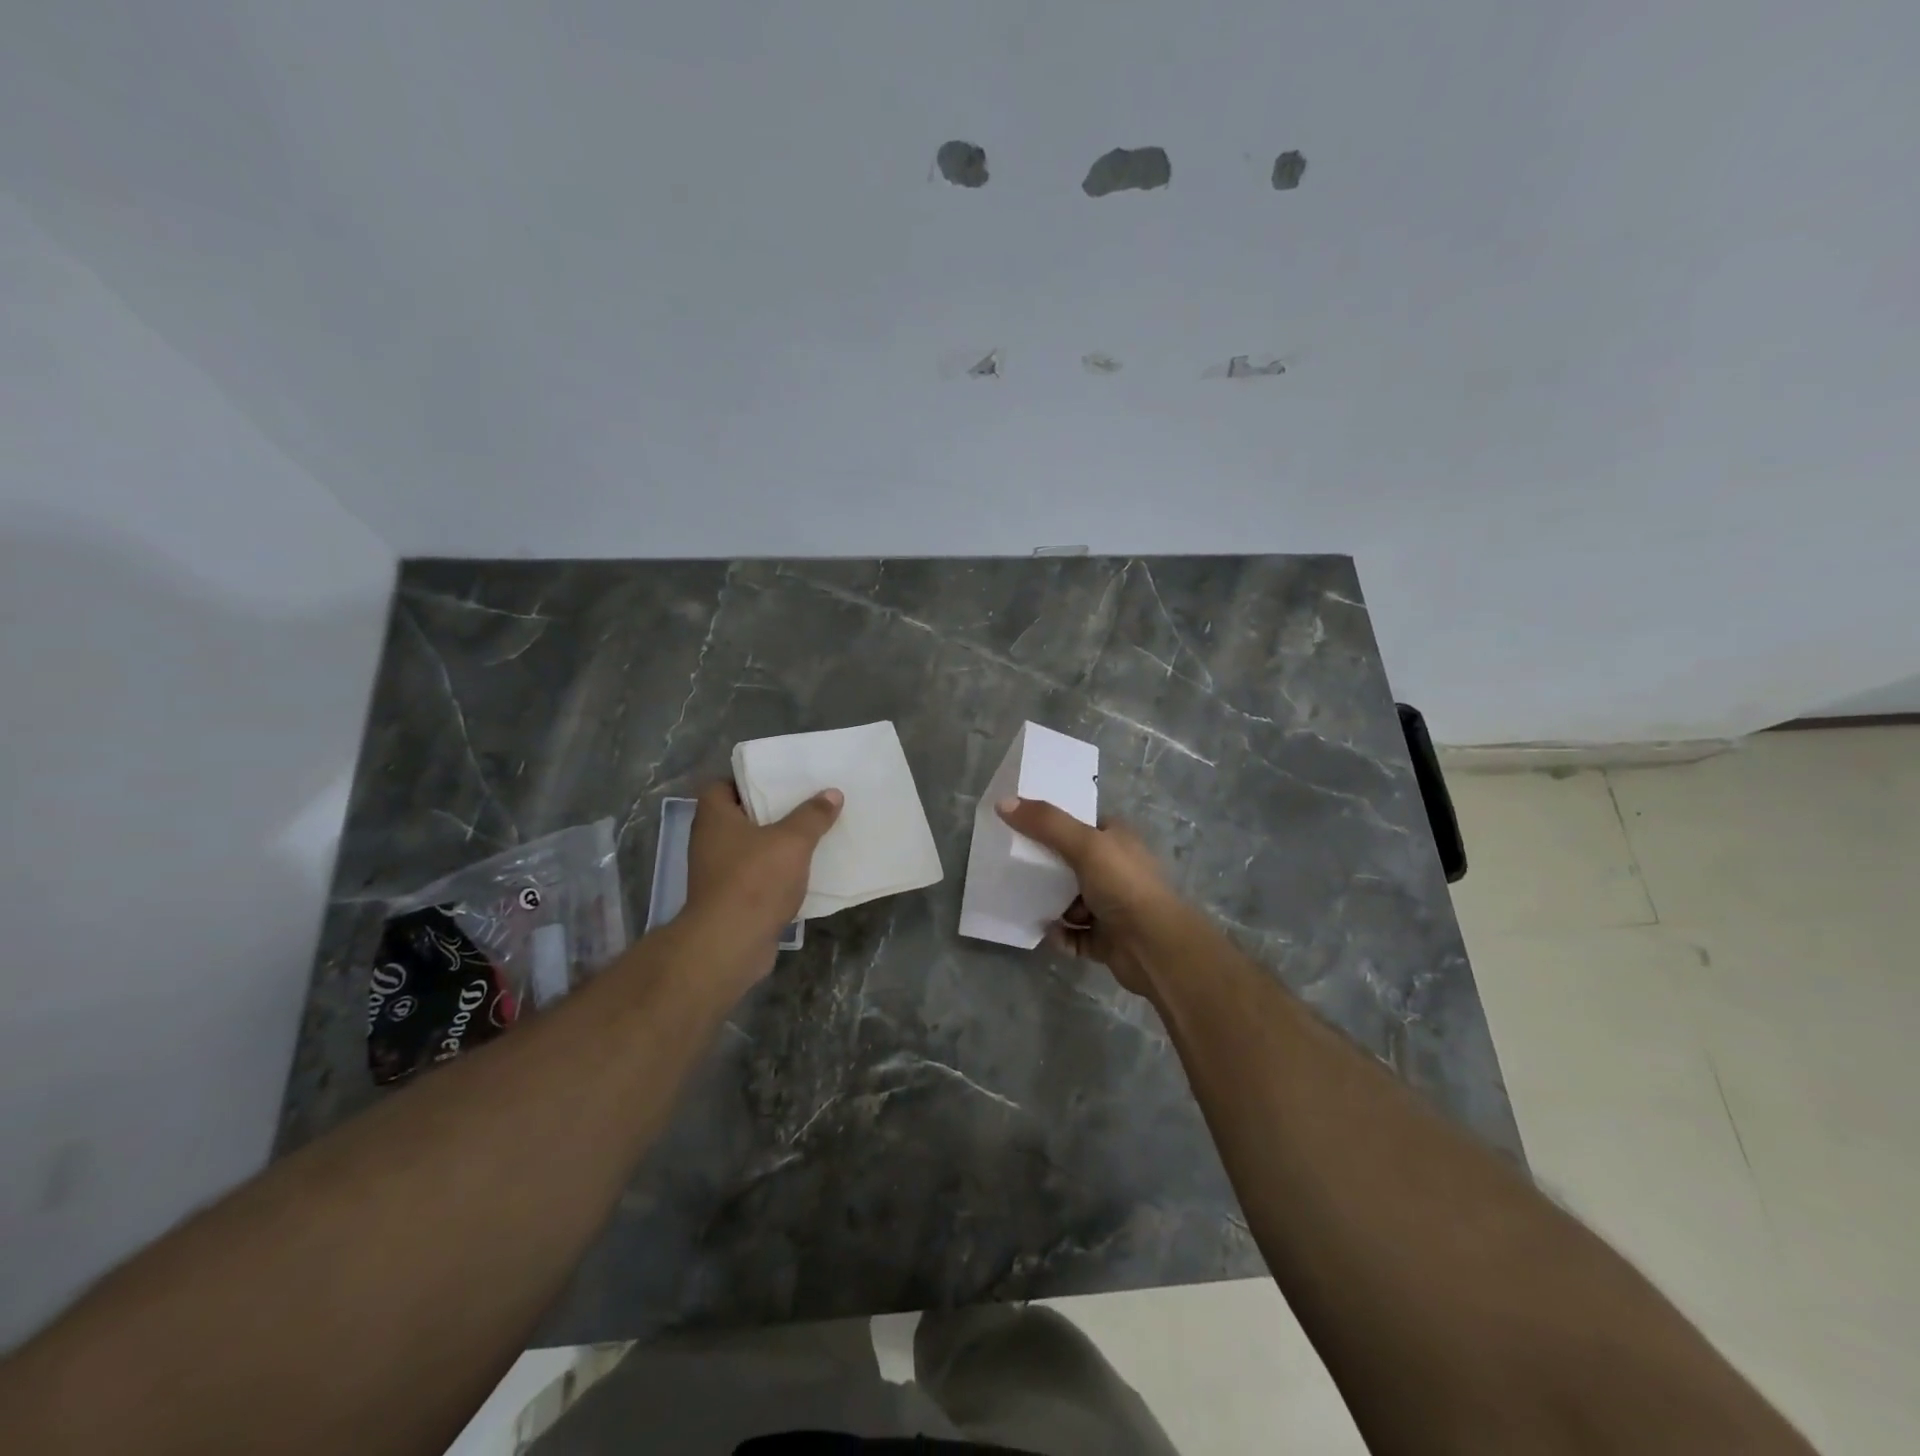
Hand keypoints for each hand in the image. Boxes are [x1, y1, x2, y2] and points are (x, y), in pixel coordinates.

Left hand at [685, 779, 842, 981]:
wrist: (730, 944)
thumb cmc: (755, 880)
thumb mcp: (792, 841)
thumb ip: (813, 815)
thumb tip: (832, 793)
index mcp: (714, 818)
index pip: (721, 786)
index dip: (746, 780)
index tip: (777, 781)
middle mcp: (709, 842)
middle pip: (739, 817)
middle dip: (770, 812)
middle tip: (803, 804)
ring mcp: (716, 874)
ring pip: (749, 849)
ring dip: (775, 845)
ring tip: (810, 835)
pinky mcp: (729, 900)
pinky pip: (755, 877)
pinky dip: (775, 874)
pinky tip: (803, 873)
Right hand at [995, 797, 1184, 996]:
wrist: (1154, 945)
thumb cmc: (1123, 885)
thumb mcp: (1083, 844)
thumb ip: (1045, 823)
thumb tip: (1002, 802)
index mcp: (1118, 841)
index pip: (1083, 825)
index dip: (1054, 825)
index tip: (1022, 828)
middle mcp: (1117, 870)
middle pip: (1072, 864)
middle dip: (1047, 869)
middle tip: (1017, 869)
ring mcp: (1113, 906)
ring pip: (1072, 901)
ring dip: (1053, 905)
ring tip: (1030, 902)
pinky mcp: (1106, 939)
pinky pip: (1075, 935)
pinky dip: (1061, 935)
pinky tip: (1050, 933)